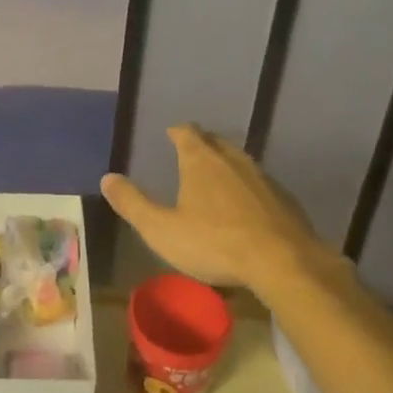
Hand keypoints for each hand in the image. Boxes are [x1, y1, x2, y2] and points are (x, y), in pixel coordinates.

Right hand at [100, 124, 320, 289]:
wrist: (282, 261)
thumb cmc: (215, 243)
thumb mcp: (162, 229)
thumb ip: (133, 203)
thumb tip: (107, 178)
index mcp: (200, 161)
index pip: (187, 133)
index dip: (177, 131)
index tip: (171, 133)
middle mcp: (232, 160)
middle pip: (215, 142)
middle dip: (202, 143)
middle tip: (192, 151)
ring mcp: (262, 177)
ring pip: (240, 161)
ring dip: (227, 164)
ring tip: (217, 175)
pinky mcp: (284, 198)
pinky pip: (260, 184)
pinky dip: (248, 188)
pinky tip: (247, 205)